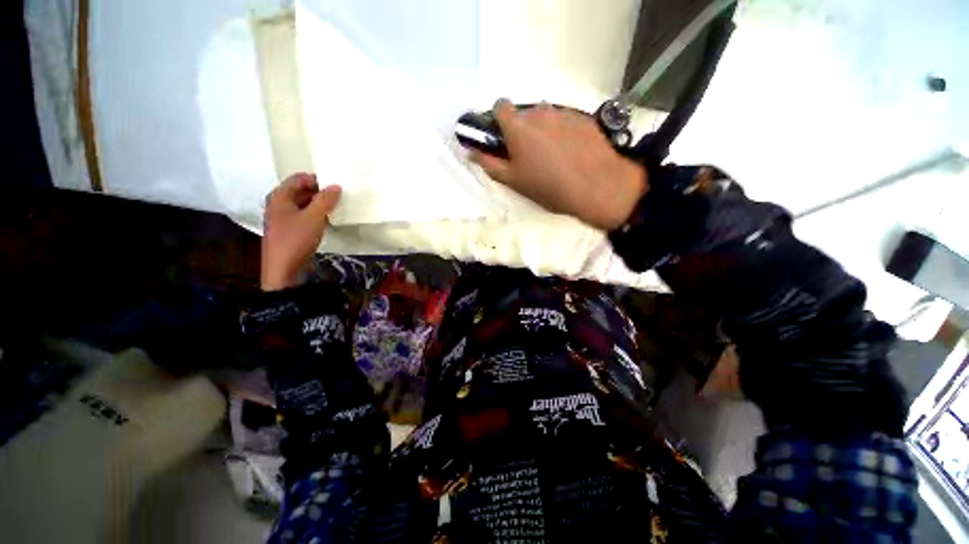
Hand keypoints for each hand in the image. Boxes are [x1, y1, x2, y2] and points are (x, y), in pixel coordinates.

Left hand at [261, 173, 340, 290]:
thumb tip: (336, 186)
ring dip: (319, 204)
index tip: (336, 185)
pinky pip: (305, 216)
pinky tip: (328, 220)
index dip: (318, 179)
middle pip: (301, 190)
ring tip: (337, 207)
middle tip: (340, 196)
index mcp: (280, 196)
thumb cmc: (295, 239)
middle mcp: (279, 203)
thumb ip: (325, 200)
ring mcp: (284, 217)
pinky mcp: (290, 230)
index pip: (299, 178)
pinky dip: (316, 215)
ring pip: (304, 204)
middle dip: (320, 192)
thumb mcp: (313, 217)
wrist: (283, 269)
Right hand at [470, 99, 647, 230]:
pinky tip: (570, 152)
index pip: (500, 106)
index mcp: (519, 127)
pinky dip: (561, 132)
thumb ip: (489, 164)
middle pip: (523, 114)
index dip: (498, 120)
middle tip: (529, 155)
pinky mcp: (582, 117)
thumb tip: (471, 151)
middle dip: (521, 129)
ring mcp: (563, 112)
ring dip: (542, 131)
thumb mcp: (514, 181)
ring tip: (553, 156)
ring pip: (544, 117)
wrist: (597, 186)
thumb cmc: (549, 187)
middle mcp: (539, 112)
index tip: (503, 137)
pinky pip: (564, 120)